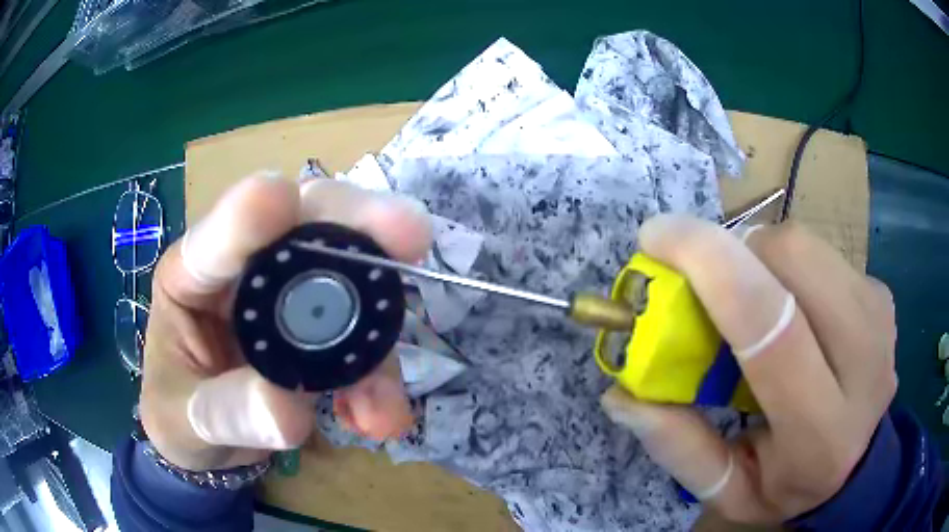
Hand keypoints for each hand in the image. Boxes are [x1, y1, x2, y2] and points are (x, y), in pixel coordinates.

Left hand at [140, 172, 431, 471]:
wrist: (207, 439)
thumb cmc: (179, 415)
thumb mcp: (183, 421)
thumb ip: (226, 414)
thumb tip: (288, 411)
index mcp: (191, 277)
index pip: (217, 237)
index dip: (248, 214)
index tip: (282, 198)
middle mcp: (246, 270)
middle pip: (303, 221)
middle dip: (354, 224)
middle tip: (409, 234)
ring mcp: (290, 294)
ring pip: (347, 272)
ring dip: (379, 326)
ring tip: (384, 402)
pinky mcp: (322, 326)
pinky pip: (362, 334)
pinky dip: (378, 374)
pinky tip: (376, 416)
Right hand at [600, 215, 895, 523]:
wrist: (860, 464)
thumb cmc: (790, 485)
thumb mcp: (729, 492)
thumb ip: (680, 448)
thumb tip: (623, 394)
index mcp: (821, 430)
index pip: (771, 325)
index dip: (710, 265)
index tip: (656, 237)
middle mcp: (865, 363)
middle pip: (793, 258)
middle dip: (736, 253)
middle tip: (710, 286)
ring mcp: (880, 318)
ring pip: (806, 244)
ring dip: (761, 259)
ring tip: (753, 304)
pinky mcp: (881, 294)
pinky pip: (822, 252)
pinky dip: (789, 265)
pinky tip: (792, 308)